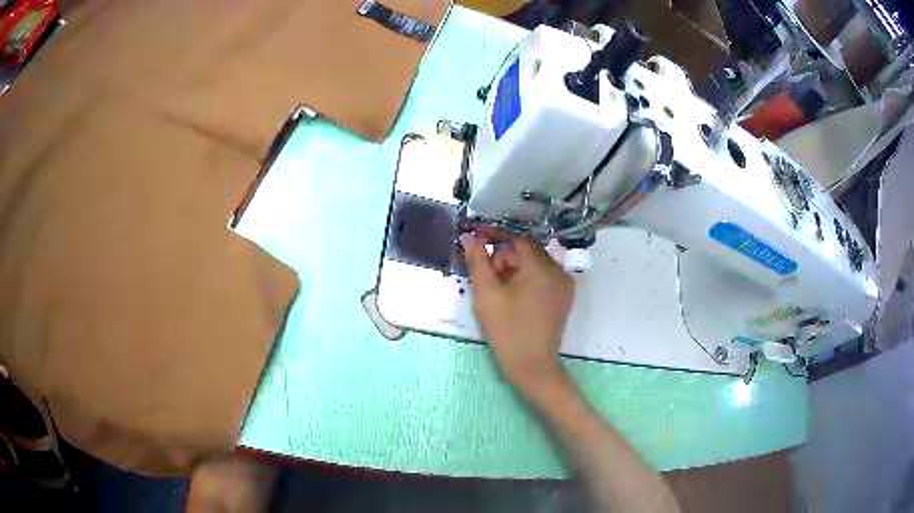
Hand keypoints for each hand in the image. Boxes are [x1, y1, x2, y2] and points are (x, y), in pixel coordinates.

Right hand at [460, 233, 574, 398]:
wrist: (532, 365)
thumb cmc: (506, 330)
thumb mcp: (486, 294)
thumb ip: (477, 261)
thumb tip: (470, 237)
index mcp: (540, 267)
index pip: (516, 241)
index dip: (495, 243)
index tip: (479, 252)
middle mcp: (558, 269)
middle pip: (526, 252)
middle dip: (505, 261)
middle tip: (491, 285)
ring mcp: (565, 283)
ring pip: (535, 264)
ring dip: (516, 271)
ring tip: (503, 295)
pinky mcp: (565, 296)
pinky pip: (544, 277)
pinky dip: (529, 281)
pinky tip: (518, 299)